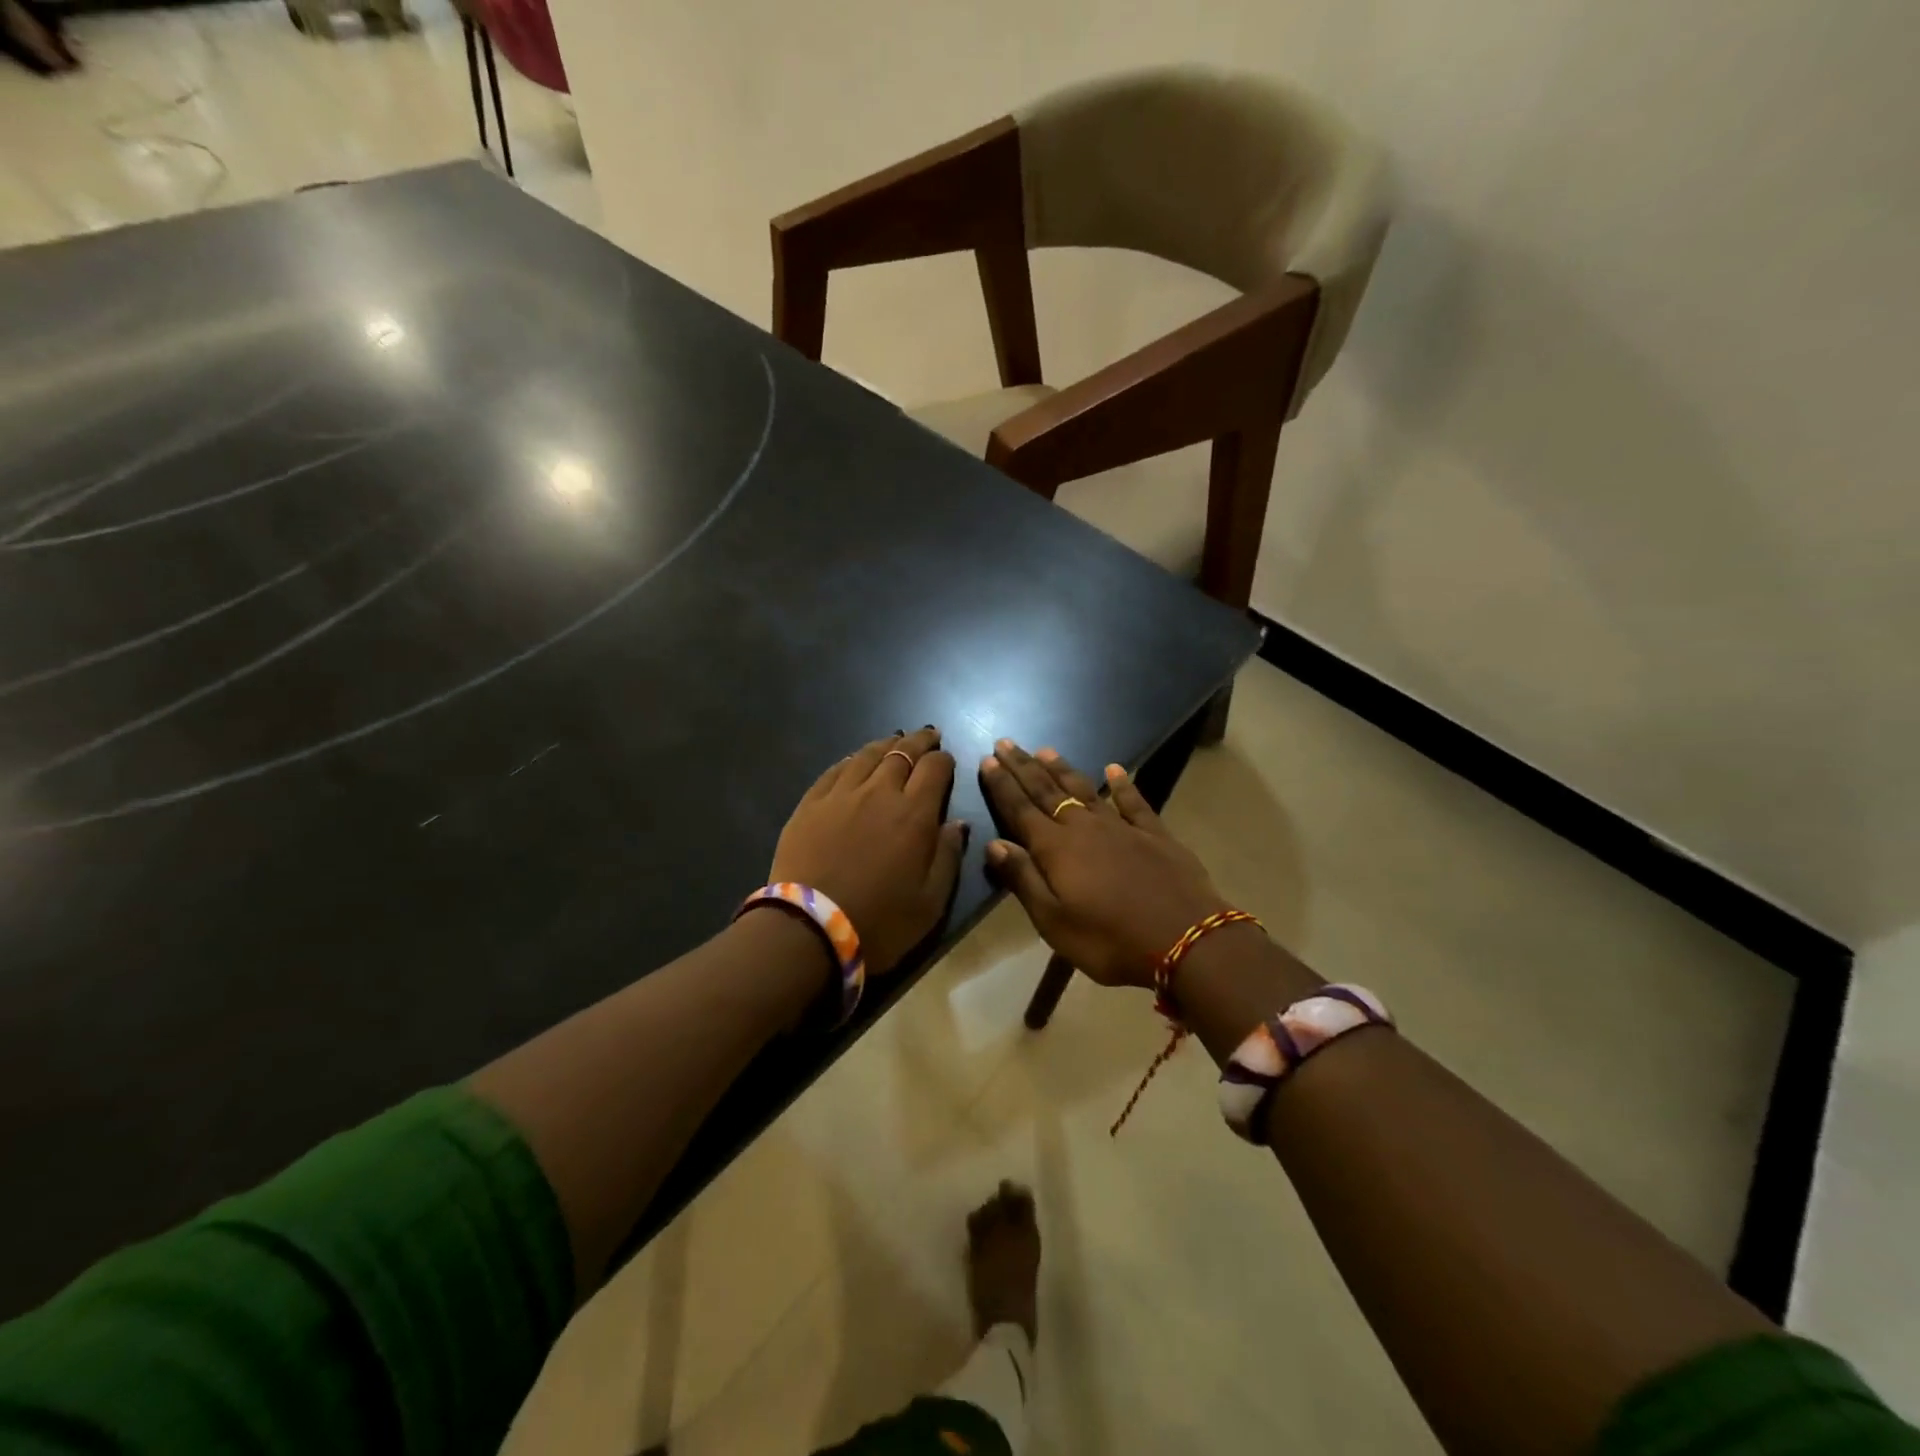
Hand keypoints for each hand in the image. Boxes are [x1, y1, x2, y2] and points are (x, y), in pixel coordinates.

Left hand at [769, 727, 967, 975]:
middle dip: (920, 742)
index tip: (948, 760)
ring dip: (886, 744)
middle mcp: (880, 792)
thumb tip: (957, 823)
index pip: (935, 769)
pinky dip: (852, 759)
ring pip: (868, 755)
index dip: (944, 760)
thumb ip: (948, 856)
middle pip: (903, 753)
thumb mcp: (931, 902)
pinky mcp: (811, 803)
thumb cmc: (880, 921)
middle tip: (928, 736)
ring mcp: (841, 794)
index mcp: (914, 814)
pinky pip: (835, 770)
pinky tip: (855, 759)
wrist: (810, 929)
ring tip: (896, 740)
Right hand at [980, 740, 1227, 988]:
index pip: (1020, 809)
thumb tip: (994, 843)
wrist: (1186, 939)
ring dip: (1062, 769)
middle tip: (1005, 742)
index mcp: (1055, 849)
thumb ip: (1023, 879)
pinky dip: (1122, 785)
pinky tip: (1114, 769)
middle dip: (1023, 767)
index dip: (1002, 785)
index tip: (987, 760)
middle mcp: (1084, 828)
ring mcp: (1122, 827)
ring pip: (1084, 789)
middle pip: (1047, 791)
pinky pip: (1134, 802)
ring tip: (1044, 750)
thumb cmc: (1110, 940)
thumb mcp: (1054, 922)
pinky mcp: (1155, 834)